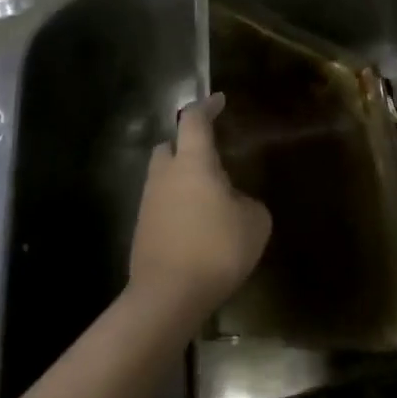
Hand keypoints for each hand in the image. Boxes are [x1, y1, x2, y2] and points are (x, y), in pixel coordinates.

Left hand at [126, 94, 270, 322]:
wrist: (168, 297)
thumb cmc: (217, 249)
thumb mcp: (255, 222)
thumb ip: (247, 202)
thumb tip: (235, 203)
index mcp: (193, 163)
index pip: (194, 121)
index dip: (207, 107)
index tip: (219, 100)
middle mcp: (165, 176)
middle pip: (167, 147)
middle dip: (185, 145)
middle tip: (210, 155)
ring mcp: (148, 204)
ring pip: (162, 178)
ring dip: (182, 179)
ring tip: (209, 196)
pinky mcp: (141, 232)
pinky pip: (161, 206)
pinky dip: (177, 206)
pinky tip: (198, 225)